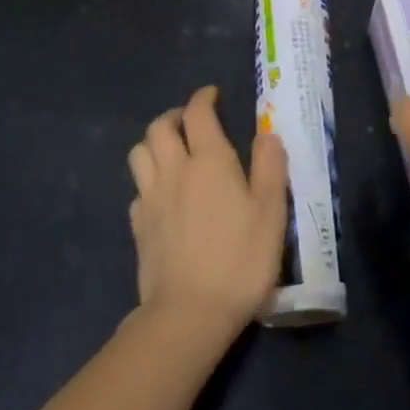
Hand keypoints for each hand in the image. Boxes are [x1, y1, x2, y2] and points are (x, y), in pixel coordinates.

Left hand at [127, 86, 287, 342]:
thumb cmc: (240, 259)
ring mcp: (151, 199)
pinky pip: (137, 190)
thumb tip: (267, 134)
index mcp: (210, 160)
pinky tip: (162, 196)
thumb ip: (270, 166)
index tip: (213, 95)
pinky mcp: (139, 228)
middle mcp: (175, 170)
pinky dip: (148, 182)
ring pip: (139, 153)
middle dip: (174, 116)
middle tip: (190, 123)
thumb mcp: (272, 211)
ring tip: (172, 152)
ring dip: (153, 144)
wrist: (189, 314)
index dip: (203, 97)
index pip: (198, 113)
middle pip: (159, 127)